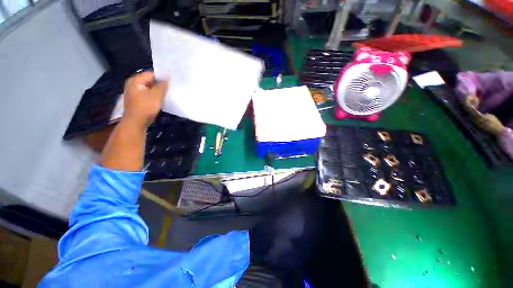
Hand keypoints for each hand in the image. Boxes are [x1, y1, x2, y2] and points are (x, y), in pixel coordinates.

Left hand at [123, 72, 168, 128]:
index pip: (151, 74)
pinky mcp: (138, 101)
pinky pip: (148, 95)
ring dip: (158, 91)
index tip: (172, 82)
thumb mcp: (156, 95)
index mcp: (135, 81)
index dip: (162, 77)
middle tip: (171, 88)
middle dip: (160, 85)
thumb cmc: (145, 107)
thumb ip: (162, 85)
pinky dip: (155, 97)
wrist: (136, 123)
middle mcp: (133, 85)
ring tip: (168, 94)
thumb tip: (168, 75)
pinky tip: (161, 100)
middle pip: (150, 81)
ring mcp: (135, 93)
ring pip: (150, 89)